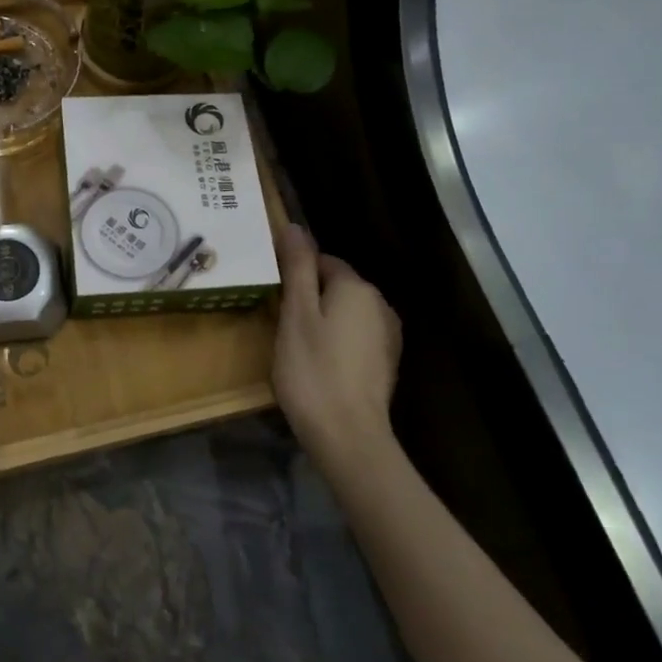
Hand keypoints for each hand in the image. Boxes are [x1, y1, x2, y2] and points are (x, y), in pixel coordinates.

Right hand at [273, 224, 403, 481]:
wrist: (348, 435)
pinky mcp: (386, 362)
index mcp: (356, 287)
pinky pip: (356, 336)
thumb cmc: (312, 370)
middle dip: (309, 297)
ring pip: (346, 312)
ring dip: (323, 321)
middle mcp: (379, 304)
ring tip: (297, 346)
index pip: (322, 261)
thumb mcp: (296, 314)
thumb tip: (294, 225)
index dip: (294, 275)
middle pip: (336, 286)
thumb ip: (297, 267)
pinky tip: (320, 365)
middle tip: (281, 324)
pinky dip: (337, 342)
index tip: (274, 298)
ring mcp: (388, 335)